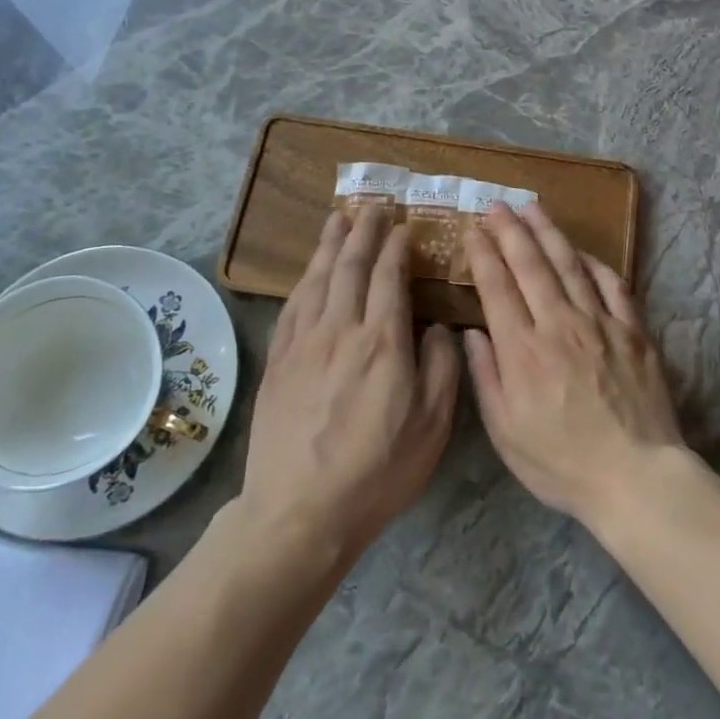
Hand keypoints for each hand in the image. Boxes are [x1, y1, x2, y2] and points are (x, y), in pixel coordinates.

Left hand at [240, 209, 459, 564]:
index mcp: (382, 342)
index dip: (396, 248)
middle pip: (350, 267)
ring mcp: (303, 344)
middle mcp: (340, 330)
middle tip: (371, 206)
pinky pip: (292, 306)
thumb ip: (440, 367)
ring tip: (338, 219)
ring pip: (317, 279)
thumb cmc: (377, 470)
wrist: (300, 511)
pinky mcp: (278, 362)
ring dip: (329, 245)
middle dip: (363, 232)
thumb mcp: (433, 425)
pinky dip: (304, 280)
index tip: (403, 227)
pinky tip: (309, 272)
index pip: (389, 277)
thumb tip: (436, 327)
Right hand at [463, 201, 683, 524]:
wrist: (635, 476)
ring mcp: (600, 323)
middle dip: (511, 231)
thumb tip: (472, 333)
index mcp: (523, 350)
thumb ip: (486, 377)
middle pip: (531, 265)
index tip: (474, 230)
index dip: (483, 254)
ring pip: (570, 265)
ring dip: (549, 233)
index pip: (497, 287)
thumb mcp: (506, 433)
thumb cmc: (562, 463)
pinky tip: (582, 252)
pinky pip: (612, 285)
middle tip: (497, 205)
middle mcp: (559, 325)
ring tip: (533, 208)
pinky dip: (595, 263)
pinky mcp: (633, 330)